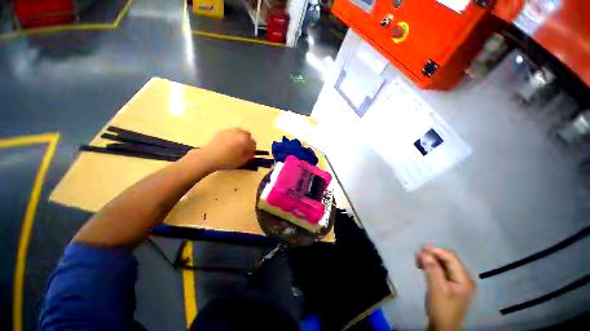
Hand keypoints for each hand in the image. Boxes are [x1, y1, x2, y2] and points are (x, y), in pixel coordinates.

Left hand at [198, 128, 256, 170]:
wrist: (208, 157)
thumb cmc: (227, 160)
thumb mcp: (242, 161)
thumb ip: (249, 155)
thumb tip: (251, 152)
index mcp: (245, 139)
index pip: (253, 143)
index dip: (253, 150)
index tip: (250, 155)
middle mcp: (238, 132)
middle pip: (247, 135)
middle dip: (247, 142)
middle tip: (244, 150)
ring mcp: (229, 130)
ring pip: (239, 133)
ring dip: (240, 139)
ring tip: (236, 147)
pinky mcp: (222, 131)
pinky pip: (231, 133)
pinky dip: (232, 138)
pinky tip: (228, 145)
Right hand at [416, 245, 474, 330]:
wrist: (443, 327)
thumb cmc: (441, 309)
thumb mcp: (436, 289)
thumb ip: (432, 269)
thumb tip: (423, 251)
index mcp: (464, 278)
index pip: (450, 257)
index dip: (435, 250)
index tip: (420, 249)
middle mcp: (463, 276)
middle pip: (447, 258)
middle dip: (432, 255)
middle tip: (417, 256)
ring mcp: (457, 280)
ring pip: (443, 263)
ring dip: (430, 260)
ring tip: (418, 262)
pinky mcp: (450, 283)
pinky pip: (441, 269)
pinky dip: (431, 266)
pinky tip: (423, 267)